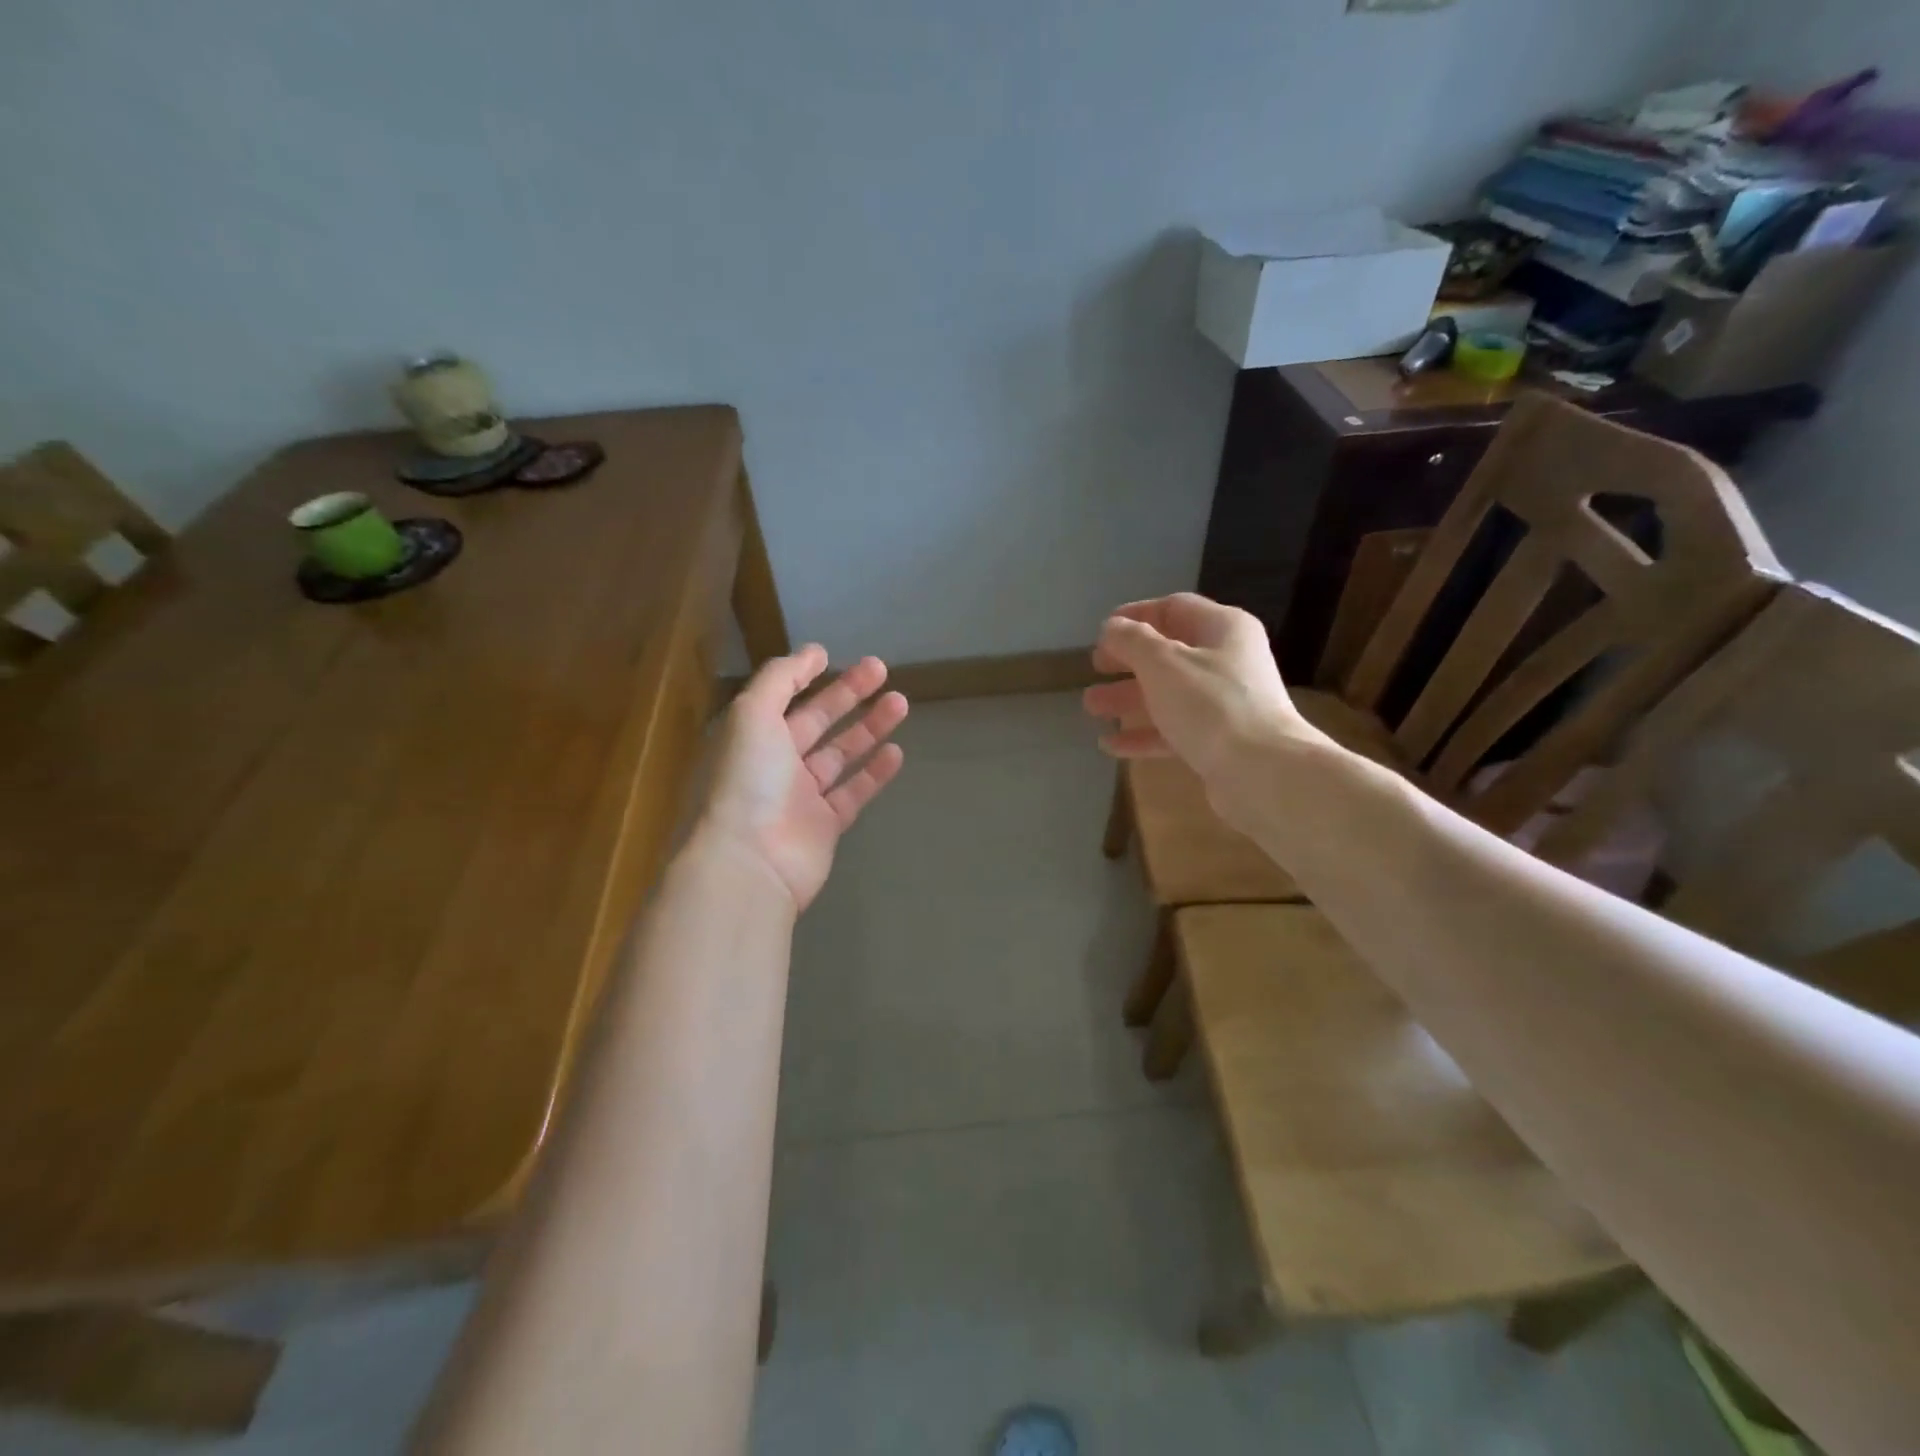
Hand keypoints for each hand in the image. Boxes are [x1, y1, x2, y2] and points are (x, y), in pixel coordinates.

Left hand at [701, 644, 907, 912]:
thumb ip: (781, 678)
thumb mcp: (752, 713)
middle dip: (848, 694)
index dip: (805, 675)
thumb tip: (813, 652)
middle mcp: (774, 763)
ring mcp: (801, 797)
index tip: (833, 655)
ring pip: (840, 754)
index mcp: (751, 736)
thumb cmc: (747, 780)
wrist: (750, 862)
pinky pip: (853, 792)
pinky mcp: (825, 826)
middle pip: (816, 721)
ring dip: (869, 728)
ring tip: (901, 702)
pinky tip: (896, 751)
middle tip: (881, 669)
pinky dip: (874, 773)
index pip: (781, 697)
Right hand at [1082, 593, 1325, 781]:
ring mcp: (1225, 703)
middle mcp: (1228, 661)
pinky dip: (1143, 734)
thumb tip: (1112, 628)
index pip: (1174, 608)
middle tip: (1095, 668)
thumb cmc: (1211, 705)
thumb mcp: (1162, 663)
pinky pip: (1175, 729)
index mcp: (1223, 629)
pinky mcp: (1220, 741)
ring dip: (1128, 699)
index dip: (1135, 615)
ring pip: (1169, 693)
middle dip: (1127, 662)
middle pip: (1169, 653)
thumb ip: (1131, 640)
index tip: (1102, 631)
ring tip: (1091, 708)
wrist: (1263, 773)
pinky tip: (1110, 745)